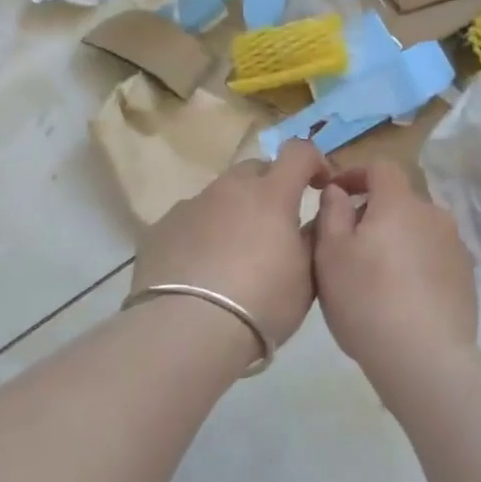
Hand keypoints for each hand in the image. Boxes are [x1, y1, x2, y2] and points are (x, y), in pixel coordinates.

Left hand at [130, 140, 329, 353]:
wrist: (188, 329)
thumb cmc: (262, 303)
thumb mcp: (307, 277)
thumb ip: (313, 238)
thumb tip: (314, 218)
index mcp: (271, 194)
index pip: (298, 152)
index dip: (313, 161)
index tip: (319, 185)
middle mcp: (229, 189)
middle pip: (255, 170)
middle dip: (270, 188)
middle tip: (275, 226)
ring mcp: (191, 205)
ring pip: (220, 196)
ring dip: (234, 213)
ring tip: (234, 256)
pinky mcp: (161, 228)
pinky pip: (191, 220)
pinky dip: (203, 234)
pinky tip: (201, 270)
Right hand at [312, 159, 478, 372]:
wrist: (425, 358)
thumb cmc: (366, 299)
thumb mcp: (331, 254)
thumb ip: (332, 213)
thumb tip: (338, 191)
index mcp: (400, 203)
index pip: (381, 167)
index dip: (356, 174)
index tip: (336, 193)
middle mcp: (434, 215)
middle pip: (400, 201)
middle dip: (374, 213)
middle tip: (349, 245)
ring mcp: (456, 246)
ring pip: (418, 230)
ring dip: (397, 240)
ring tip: (376, 275)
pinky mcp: (467, 277)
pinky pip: (434, 257)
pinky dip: (416, 264)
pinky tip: (402, 296)